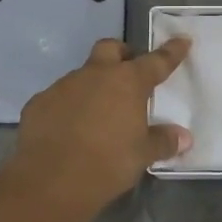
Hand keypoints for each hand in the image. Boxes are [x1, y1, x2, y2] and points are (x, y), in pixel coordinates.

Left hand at [0, 37, 192, 218]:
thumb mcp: (142, 155)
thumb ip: (163, 141)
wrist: (51, 180)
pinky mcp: (39, 103)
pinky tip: (69, 129)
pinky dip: (69, 107)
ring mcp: (63, 86)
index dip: (171, 51)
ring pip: (82, 75)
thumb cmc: (107, 163)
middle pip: (110, 49)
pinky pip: (59, 98)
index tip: (182, 40)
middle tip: (129, 71)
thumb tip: (183, 137)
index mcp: (127, 82)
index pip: (156, 61)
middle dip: (122, 54)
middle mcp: (95, 75)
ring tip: (98, 113)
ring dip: (93, 86)